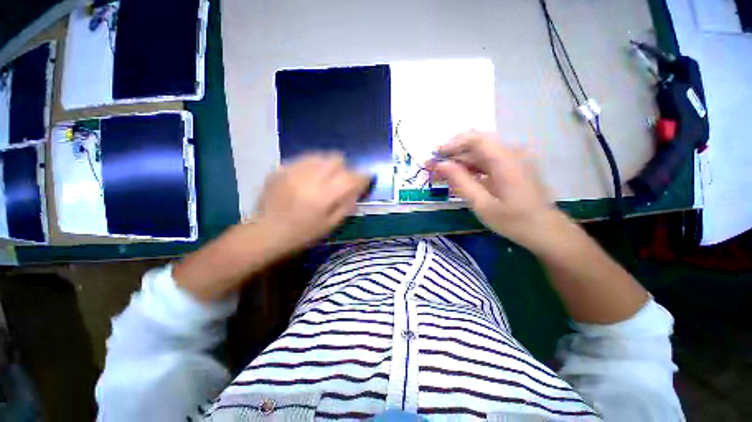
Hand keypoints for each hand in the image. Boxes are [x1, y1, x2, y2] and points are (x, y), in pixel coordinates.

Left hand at [174, 153, 369, 301]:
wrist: (266, 232)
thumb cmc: (303, 234)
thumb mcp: (331, 225)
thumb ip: (347, 204)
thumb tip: (357, 189)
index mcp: (324, 196)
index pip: (352, 178)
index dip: (363, 176)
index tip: (366, 178)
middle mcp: (310, 178)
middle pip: (337, 159)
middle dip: (344, 168)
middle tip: (340, 180)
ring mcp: (293, 171)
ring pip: (320, 155)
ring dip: (328, 165)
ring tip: (324, 177)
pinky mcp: (281, 169)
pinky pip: (303, 159)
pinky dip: (311, 165)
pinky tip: (307, 178)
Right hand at [431, 132, 558, 247]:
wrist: (546, 231)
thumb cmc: (514, 221)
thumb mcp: (482, 204)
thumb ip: (460, 181)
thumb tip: (440, 165)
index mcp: (505, 160)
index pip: (474, 139)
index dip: (451, 144)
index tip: (435, 156)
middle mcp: (511, 153)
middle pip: (476, 143)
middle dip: (452, 153)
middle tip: (434, 166)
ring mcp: (514, 159)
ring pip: (481, 152)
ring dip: (460, 160)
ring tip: (442, 173)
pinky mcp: (514, 166)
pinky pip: (488, 160)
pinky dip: (471, 167)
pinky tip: (460, 177)